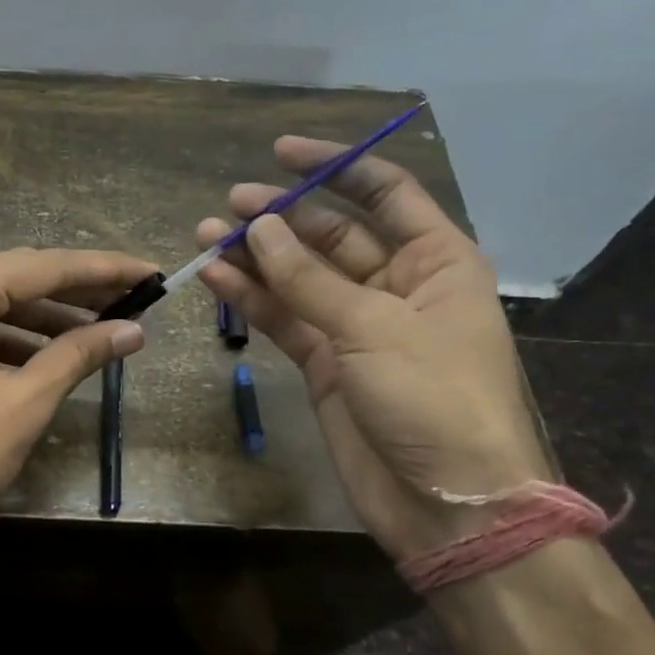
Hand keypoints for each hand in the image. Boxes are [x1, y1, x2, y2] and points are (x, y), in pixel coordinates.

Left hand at [0, 248, 155, 574]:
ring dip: (44, 317)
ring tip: (100, 329)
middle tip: (134, 300)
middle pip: (16, 278)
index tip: (150, 272)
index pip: (44, 267)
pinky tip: (46, 354)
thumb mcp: (23, 405)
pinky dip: (8, 336)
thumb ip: (79, 355)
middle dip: (76, 292)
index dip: (103, 271)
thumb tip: (132, 330)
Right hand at [197, 138, 549, 560]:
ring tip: (207, 235)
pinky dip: (252, 299)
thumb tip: (261, 227)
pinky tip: (216, 277)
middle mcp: (397, 285)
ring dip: (257, 257)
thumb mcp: (374, 327)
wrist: (446, 502)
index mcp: (436, 261)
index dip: (337, 166)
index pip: (386, 193)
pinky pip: (285, 318)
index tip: (283, 152)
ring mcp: (356, 325)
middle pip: (332, 235)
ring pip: (300, 278)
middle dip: (283, 217)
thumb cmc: (433, 398)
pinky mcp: (325, 363)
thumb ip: (309, 279)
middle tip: (231, 205)